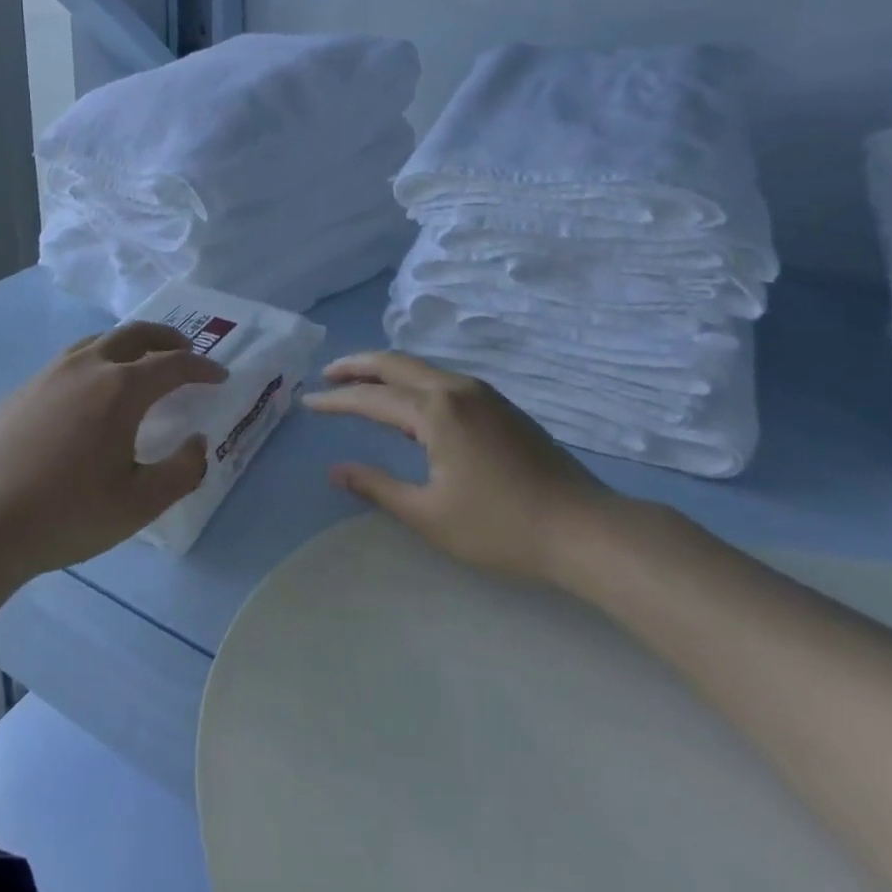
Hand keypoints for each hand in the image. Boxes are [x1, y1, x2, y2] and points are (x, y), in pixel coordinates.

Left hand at [0, 323, 226, 581]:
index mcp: (120, 389)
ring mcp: (48, 374)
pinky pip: (68, 362)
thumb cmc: (67, 515)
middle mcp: (86, 367)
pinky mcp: (22, 390)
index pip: (173, 364)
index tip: (219, 376)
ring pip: (97, 342)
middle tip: (185, 351)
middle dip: (166, 339)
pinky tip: (89, 394)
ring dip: (128, 344)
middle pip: (134, 334)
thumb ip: (182, 470)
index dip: (202, 367)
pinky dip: (95, 362)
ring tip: (140, 363)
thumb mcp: (139, 504)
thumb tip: (198, 441)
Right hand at [302, 351, 615, 586]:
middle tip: (327, 374)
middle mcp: (456, 389)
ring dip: (387, 370)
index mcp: (436, 411)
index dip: (336, 400)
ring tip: (361, 383)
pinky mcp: (500, 405)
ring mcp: (483, 393)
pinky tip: (408, 400)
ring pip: (422, 367)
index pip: (371, 397)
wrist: (583, 528)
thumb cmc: (500, 526)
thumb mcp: (429, 514)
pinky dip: (412, 380)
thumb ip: (378, 487)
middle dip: (357, 365)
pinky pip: (443, 379)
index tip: (308, 401)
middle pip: (396, 363)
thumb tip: (337, 469)